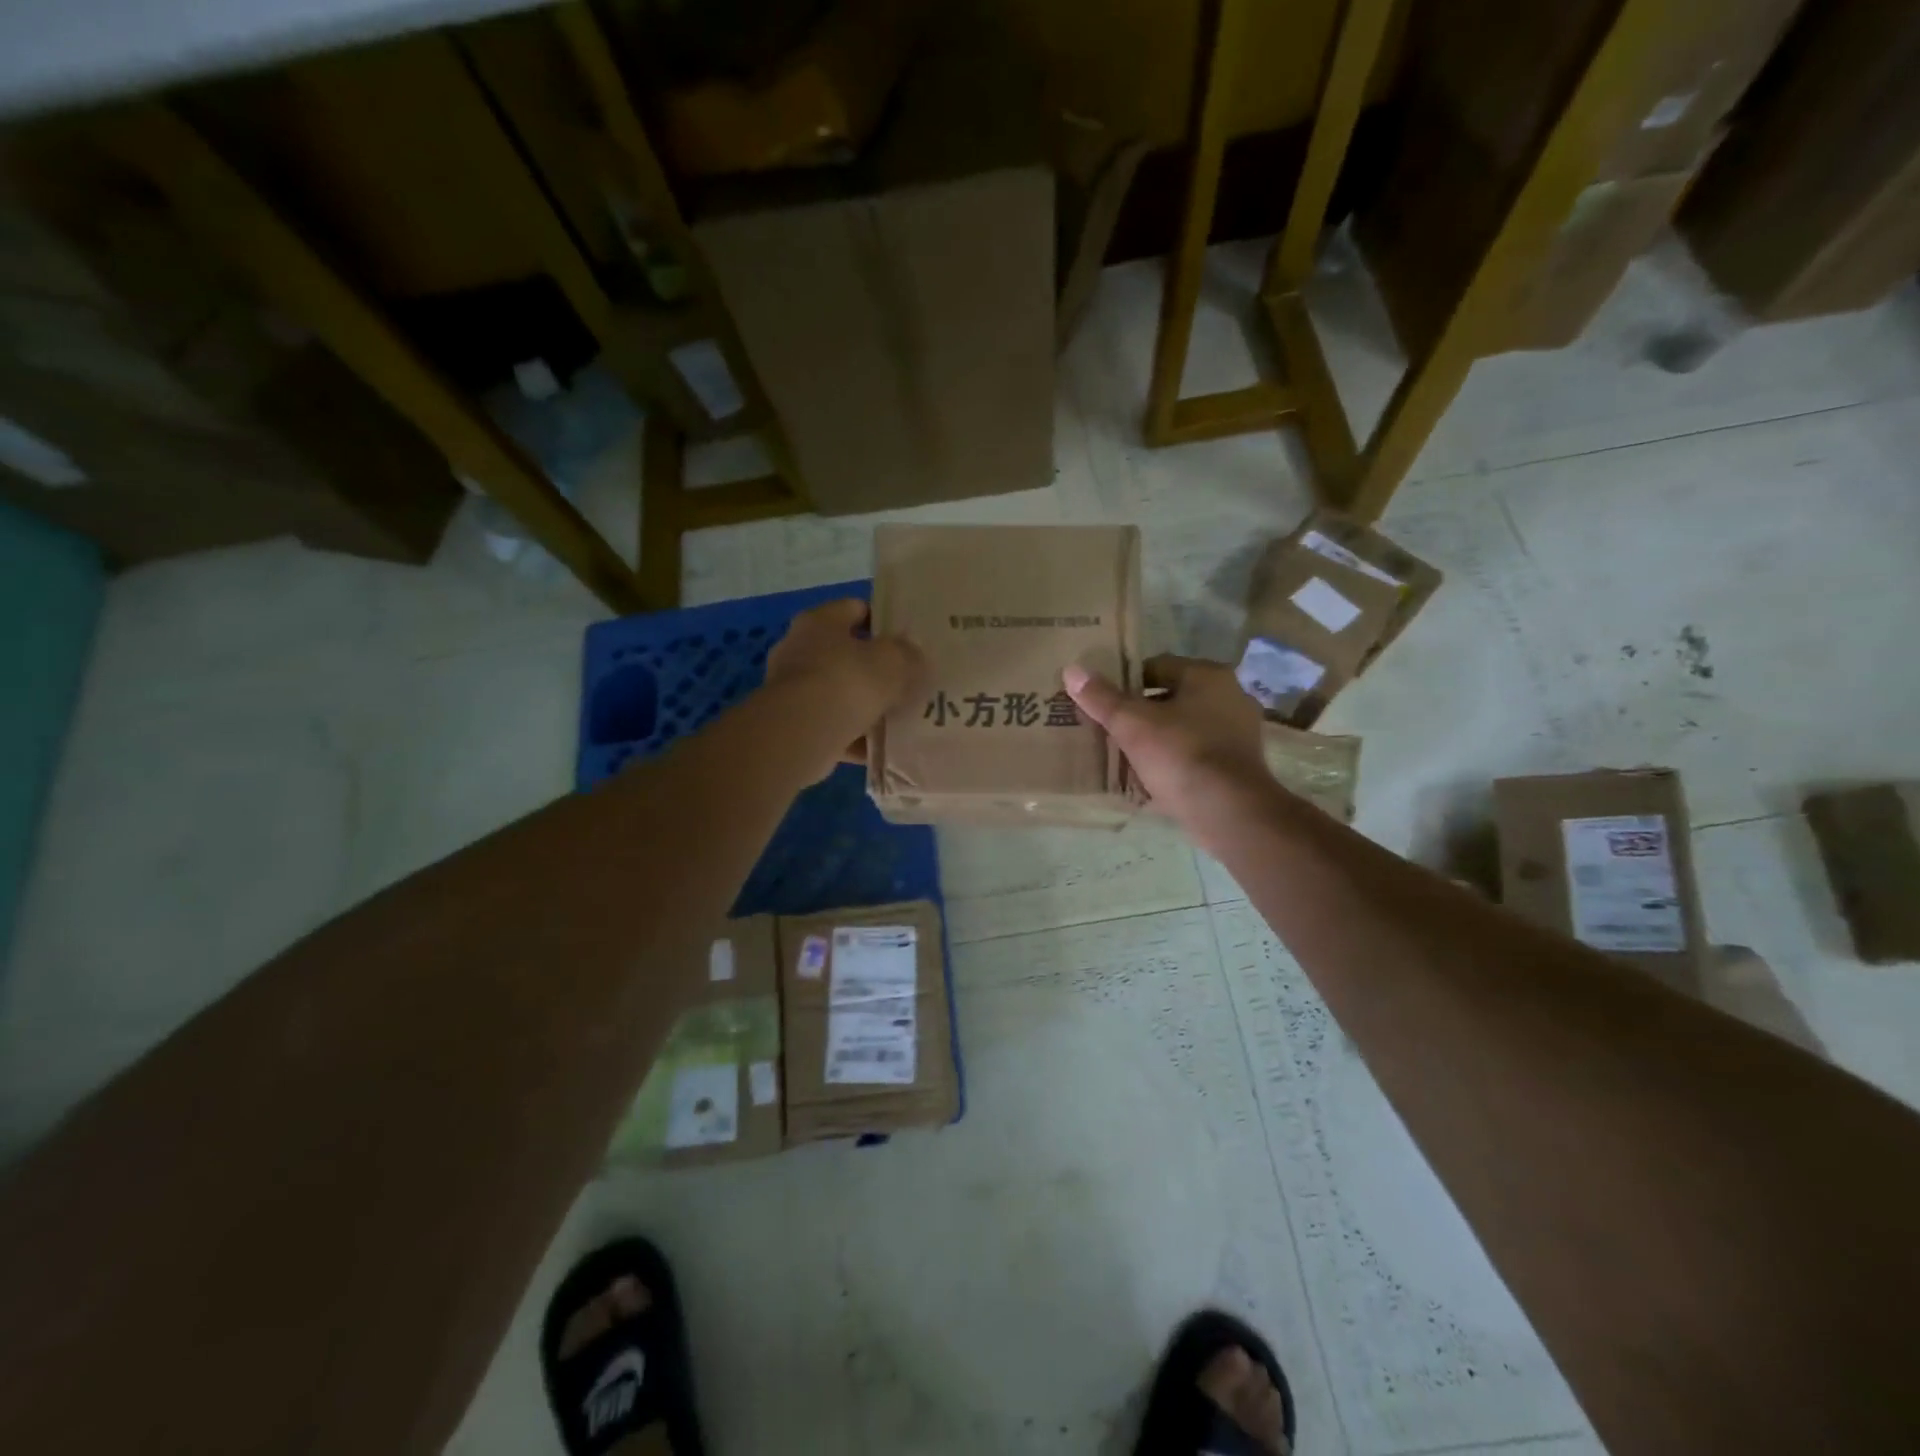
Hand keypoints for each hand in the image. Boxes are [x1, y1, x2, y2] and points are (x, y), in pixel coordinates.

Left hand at [765, 599, 924, 770]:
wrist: (802, 733)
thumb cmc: (848, 681)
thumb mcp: (893, 661)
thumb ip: (908, 655)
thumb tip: (913, 656)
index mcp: (820, 621)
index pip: (855, 609)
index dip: (883, 621)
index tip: (908, 639)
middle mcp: (799, 649)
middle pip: (845, 653)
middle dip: (874, 668)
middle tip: (907, 680)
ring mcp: (792, 689)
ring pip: (839, 692)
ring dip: (864, 705)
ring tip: (897, 716)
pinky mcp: (793, 724)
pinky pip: (833, 725)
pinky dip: (854, 735)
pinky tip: (879, 747)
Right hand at [1064, 655, 1270, 837]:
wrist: (1228, 811)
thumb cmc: (1180, 754)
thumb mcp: (1131, 724)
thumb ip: (1101, 697)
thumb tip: (1072, 670)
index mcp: (1208, 676)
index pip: (1157, 666)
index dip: (1126, 681)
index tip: (1104, 701)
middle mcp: (1230, 696)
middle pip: (1172, 697)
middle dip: (1142, 712)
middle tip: (1111, 728)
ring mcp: (1240, 732)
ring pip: (1185, 727)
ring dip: (1159, 737)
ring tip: (1127, 754)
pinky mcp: (1240, 765)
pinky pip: (1197, 753)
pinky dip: (1176, 760)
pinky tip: (1153, 776)